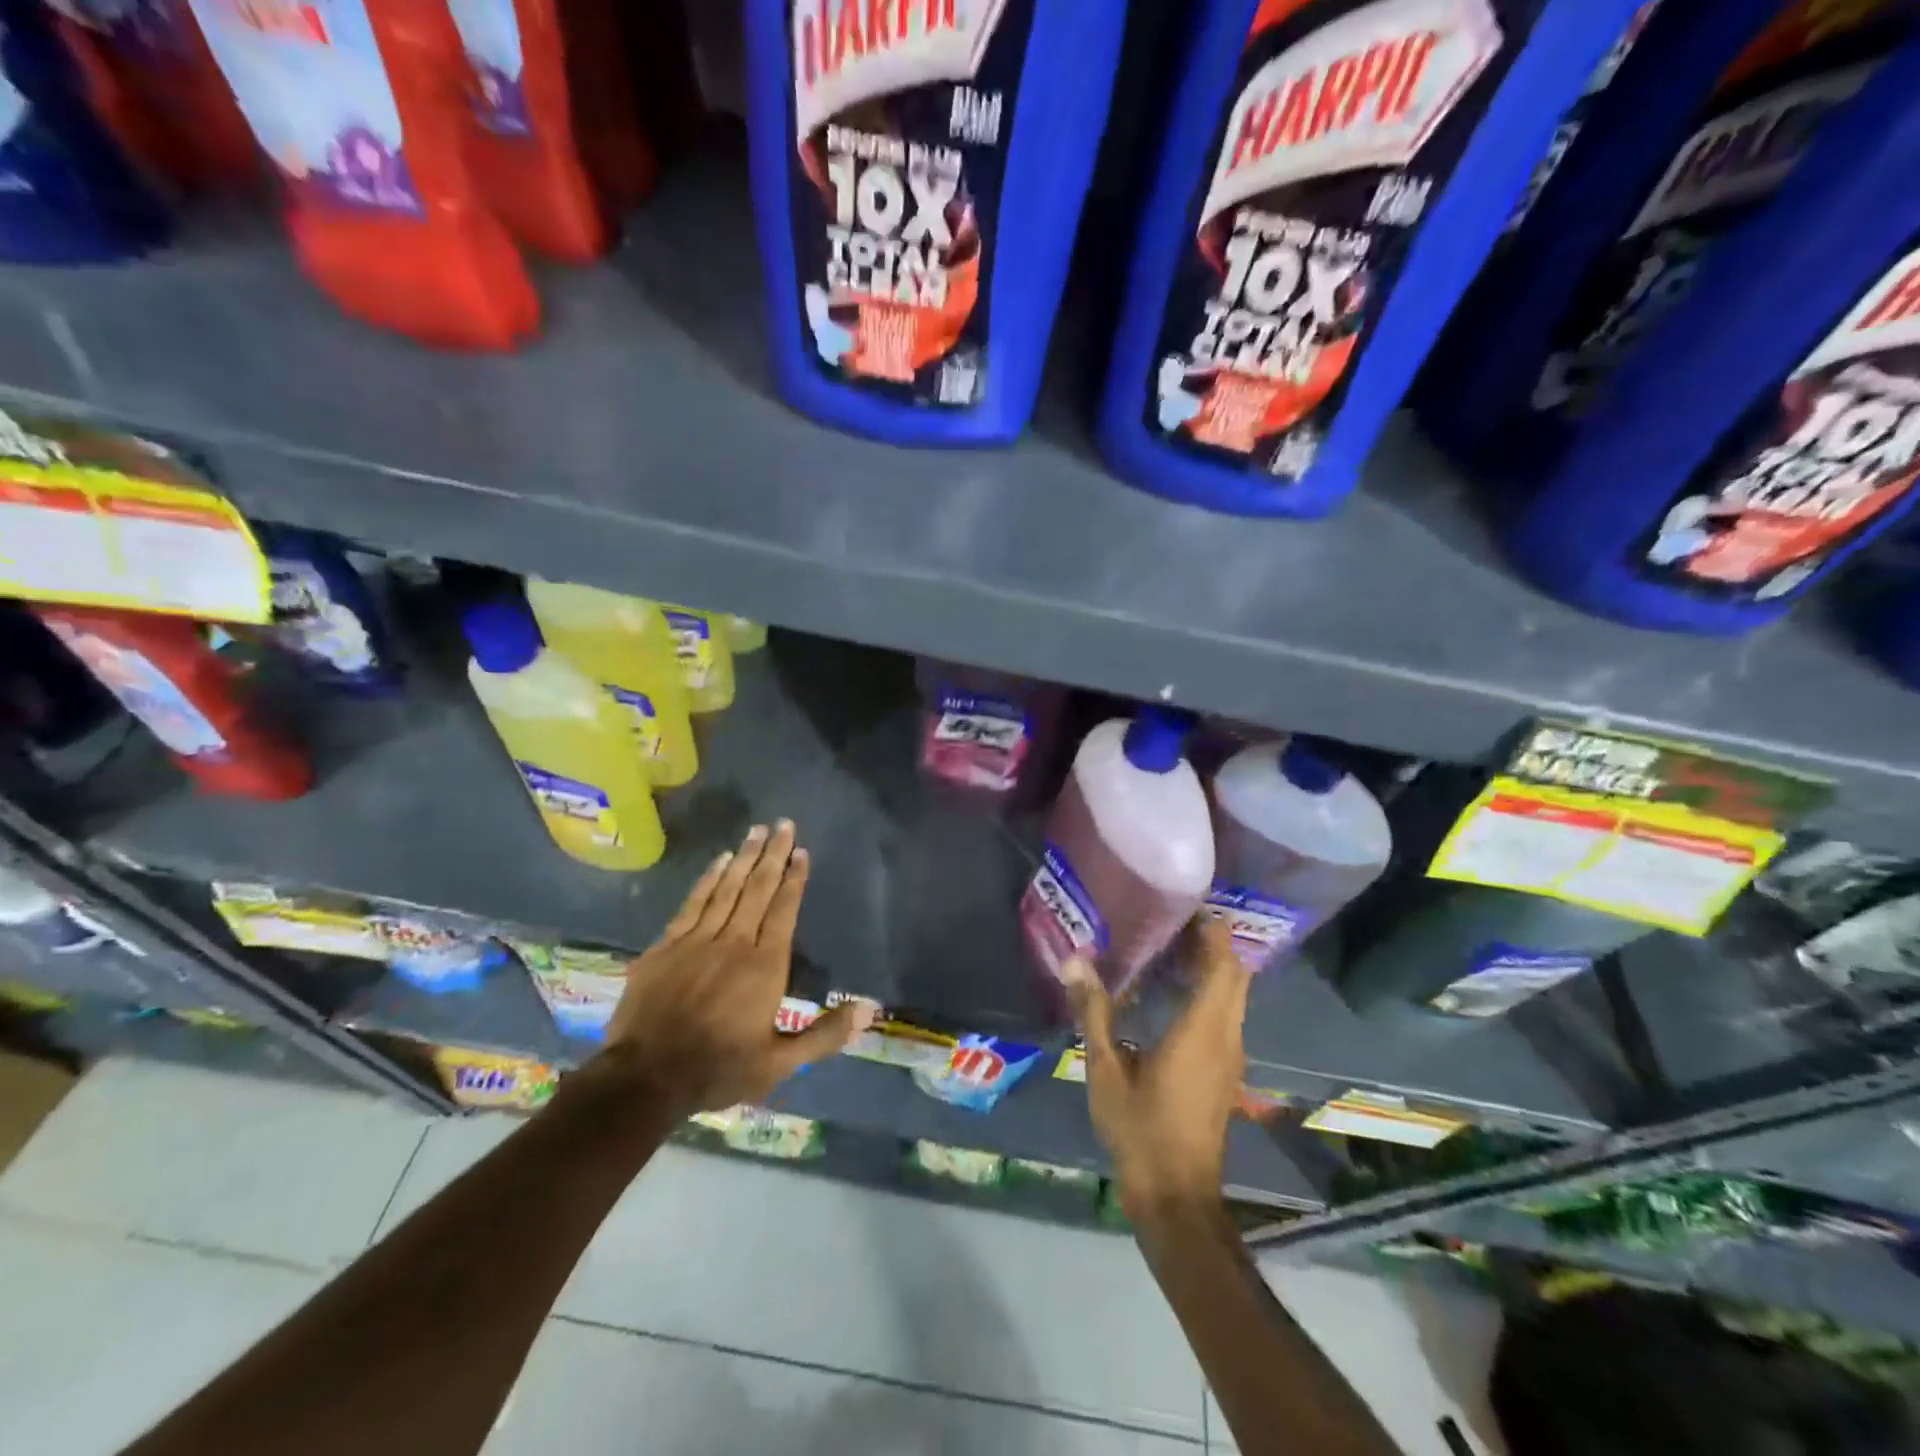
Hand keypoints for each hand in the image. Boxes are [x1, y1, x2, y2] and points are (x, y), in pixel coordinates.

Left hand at [602, 821, 873, 1115]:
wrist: (645, 1079)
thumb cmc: (718, 1069)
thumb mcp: (779, 1063)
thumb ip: (825, 1034)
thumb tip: (869, 1009)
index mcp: (765, 966)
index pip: (784, 910)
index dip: (795, 879)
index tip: (802, 851)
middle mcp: (734, 942)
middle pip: (758, 889)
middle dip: (773, 854)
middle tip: (783, 824)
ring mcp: (696, 940)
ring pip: (727, 888)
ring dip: (744, 858)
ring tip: (756, 830)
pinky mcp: (666, 946)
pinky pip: (693, 902)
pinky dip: (708, 879)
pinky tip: (719, 861)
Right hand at [1062, 917, 1250, 1221]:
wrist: (1177, 1197)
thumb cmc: (1141, 1130)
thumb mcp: (1106, 1070)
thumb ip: (1093, 1012)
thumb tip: (1074, 960)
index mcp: (1203, 1029)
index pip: (1222, 964)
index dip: (1213, 930)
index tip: (1188, 902)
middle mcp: (1227, 1035)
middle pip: (1235, 974)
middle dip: (1213, 941)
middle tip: (1173, 917)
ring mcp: (1231, 1056)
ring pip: (1234, 995)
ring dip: (1213, 965)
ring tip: (1170, 943)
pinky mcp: (1225, 1071)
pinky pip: (1227, 1014)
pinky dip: (1210, 990)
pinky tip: (1174, 991)